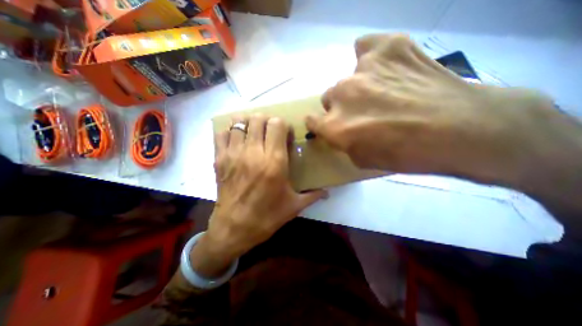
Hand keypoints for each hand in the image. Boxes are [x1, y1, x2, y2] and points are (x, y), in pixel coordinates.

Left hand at [192, 113, 325, 277]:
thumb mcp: (294, 206)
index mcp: (275, 162)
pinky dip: (229, 131)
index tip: (285, 136)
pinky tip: (237, 139)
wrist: (234, 229)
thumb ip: (313, 195)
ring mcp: (234, 154)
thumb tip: (328, 192)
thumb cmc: (267, 217)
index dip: (282, 125)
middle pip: (258, 118)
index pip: (277, 124)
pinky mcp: (219, 159)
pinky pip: (221, 134)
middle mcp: (254, 153)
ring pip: (239, 122)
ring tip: (253, 133)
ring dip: (249, 123)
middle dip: (267, 121)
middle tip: (269, 133)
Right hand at [307, 33, 579, 184]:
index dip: (317, 123)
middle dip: (340, 107)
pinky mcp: (388, 47)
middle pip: (328, 97)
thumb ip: (343, 143)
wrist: (462, 130)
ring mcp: (363, 69)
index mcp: (335, 126)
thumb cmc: (407, 155)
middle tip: (362, 112)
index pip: (311, 121)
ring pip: (346, 78)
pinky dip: (370, 56)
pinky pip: (365, 46)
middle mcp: (341, 96)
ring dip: (357, 87)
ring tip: (381, 91)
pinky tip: (384, 66)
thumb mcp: (364, 160)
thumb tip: (338, 132)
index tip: (324, 124)